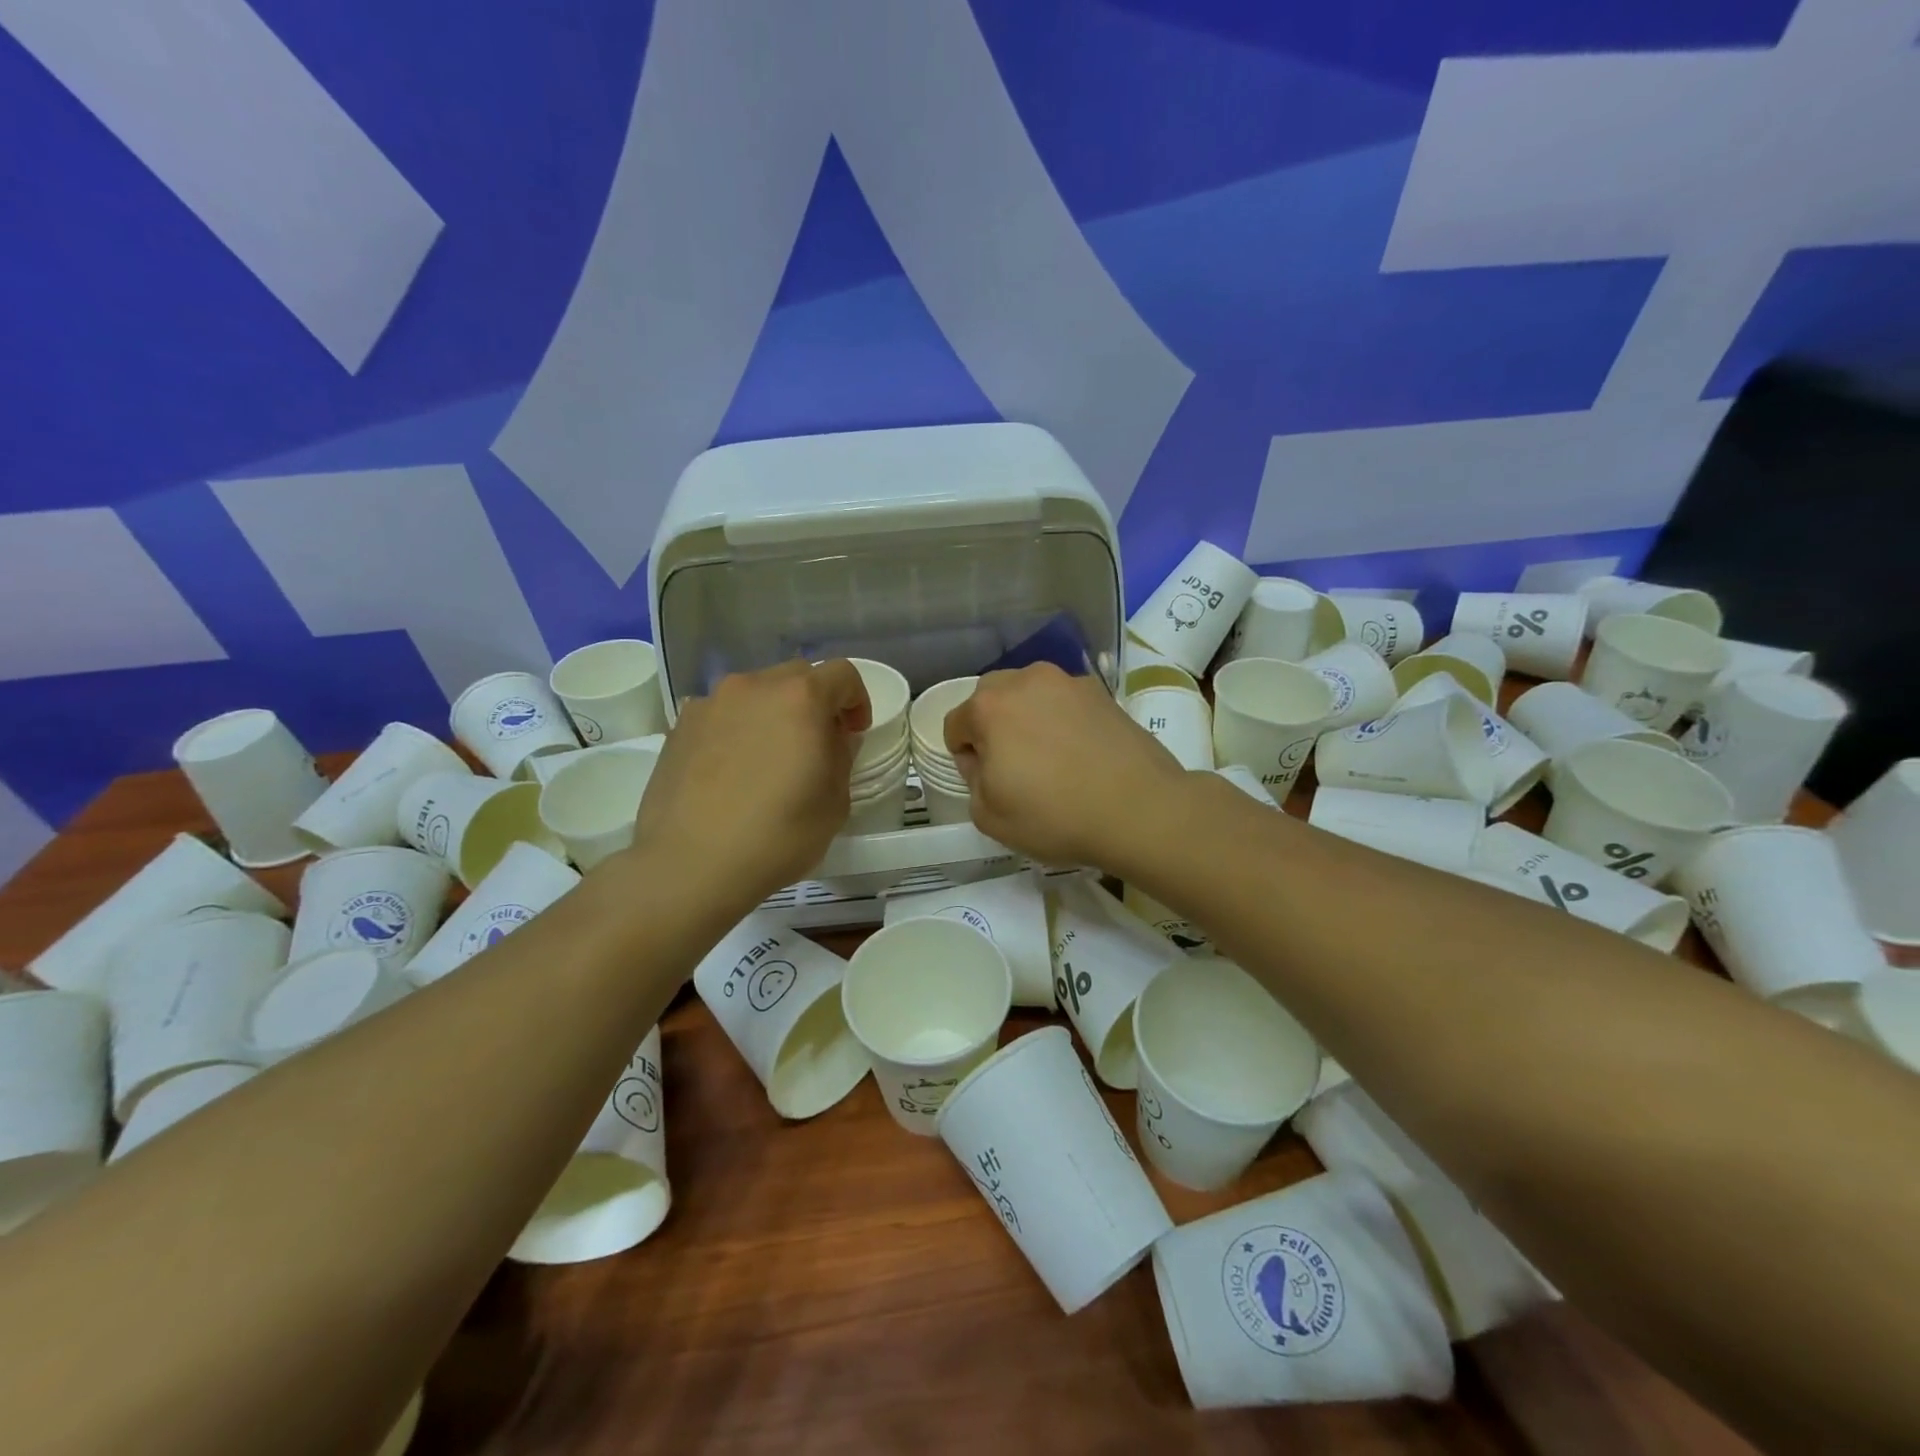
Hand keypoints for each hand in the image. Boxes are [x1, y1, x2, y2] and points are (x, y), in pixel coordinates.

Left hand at [629, 660, 869, 909]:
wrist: (690, 865)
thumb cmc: (777, 836)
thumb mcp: (834, 803)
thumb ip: (840, 757)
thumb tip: (833, 738)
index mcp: (800, 698)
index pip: (842, 674)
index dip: (857, 700)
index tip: (854, 733)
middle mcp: (753, 687)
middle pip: (796, 676)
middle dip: (814, 702)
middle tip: (815, 744)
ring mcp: (710, 704)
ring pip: (755, 694)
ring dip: (772, 714)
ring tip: (768, 759)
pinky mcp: (679, 727)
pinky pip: (722, 715)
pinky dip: (736, 730)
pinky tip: (732, 772)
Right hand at [942, 663, 1188, 868]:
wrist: (1140, 809)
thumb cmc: (1055, 816)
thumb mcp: (989, 816)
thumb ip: (973, 781)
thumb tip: (985, 761)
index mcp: (989, 707)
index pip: (955, 724)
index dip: (965, 757)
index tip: (988, 783)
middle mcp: (1025, 680)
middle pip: (991, 698)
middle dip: (993, 727)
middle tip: (1015, 767)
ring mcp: (1068, 682)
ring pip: (1030, 694)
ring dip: (1028, 718)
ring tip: (1051, 758)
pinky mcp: (1102, 692)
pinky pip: (1065, 701)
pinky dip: (1063, 719)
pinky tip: (1081, 753)